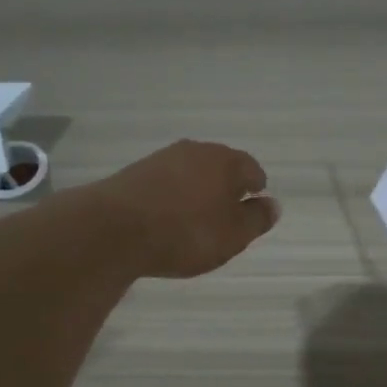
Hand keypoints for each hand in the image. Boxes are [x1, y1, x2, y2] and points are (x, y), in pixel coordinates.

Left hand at [93, 140, 279, 278]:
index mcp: (225, 161)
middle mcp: (195, 151)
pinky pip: (166, 183)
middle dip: (226, 188)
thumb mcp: (233, 235)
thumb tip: (273, 204)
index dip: (256, 190)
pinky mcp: (135, 173)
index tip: (252, 210)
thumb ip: (256, 220)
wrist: (113, 229)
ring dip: (197, 192)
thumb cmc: (186, 233)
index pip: (252, 169)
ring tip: (196, 220)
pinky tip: (167, 219)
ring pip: (191, 173)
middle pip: (220, 167)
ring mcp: (161, 159)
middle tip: (226, 217)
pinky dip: (172, 198)